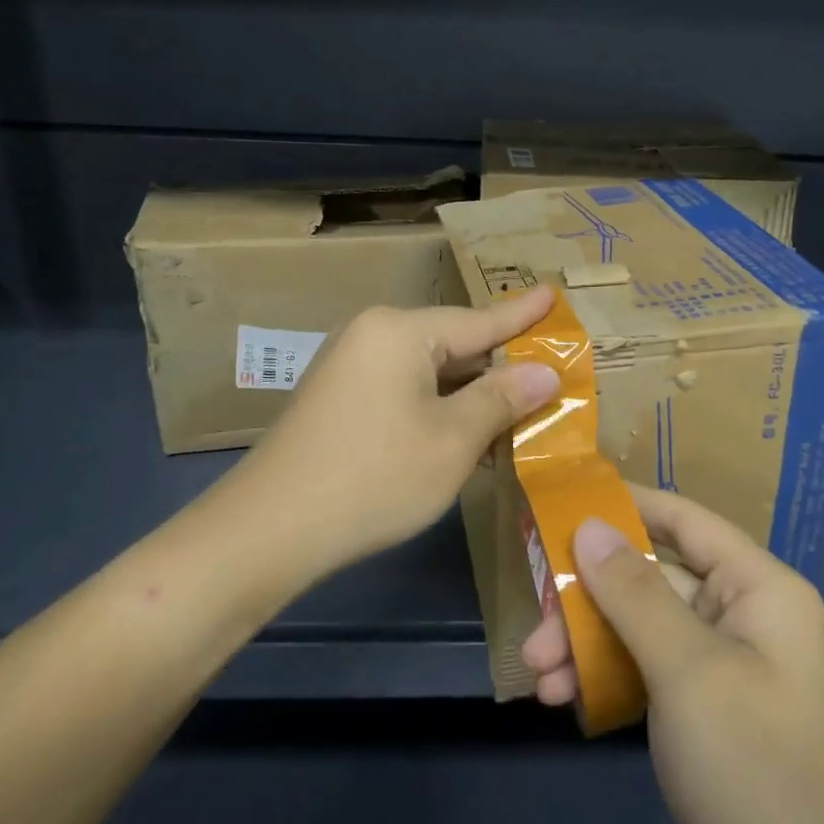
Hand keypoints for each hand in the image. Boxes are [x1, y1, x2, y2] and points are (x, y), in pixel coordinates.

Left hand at [237, 287, 560, 574]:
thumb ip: (502, 399)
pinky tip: (468, 432)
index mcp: (401, 331)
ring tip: (520, 406)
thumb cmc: (374, 477)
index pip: (479, 320)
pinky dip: (440, 409)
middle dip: (500, 366)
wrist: (270, 530)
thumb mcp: (453, 440)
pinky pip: (405, 391)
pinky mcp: (341, 399)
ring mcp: (352, 367)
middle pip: (454, 345)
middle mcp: (374, 335)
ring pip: (430, 372)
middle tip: (549, 369)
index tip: (553, 293)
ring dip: (472, 395)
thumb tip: (545, 372)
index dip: (522, 315)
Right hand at [522, 487, 823, 823]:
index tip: (564, 501)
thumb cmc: (752, 768)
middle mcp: (745, 614)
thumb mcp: (687, 671)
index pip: (685, 519)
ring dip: (588, 642)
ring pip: (643, 626)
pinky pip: (648, 668)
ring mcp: (725, 663)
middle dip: (590, 598)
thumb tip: (590, 525)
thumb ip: (634, 592)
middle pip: (654, 578)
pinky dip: (607, 676)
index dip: (626, 504)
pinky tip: (566, 698)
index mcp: (760, 588)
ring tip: (537, 674)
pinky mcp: (706, 708)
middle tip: (535, 624)